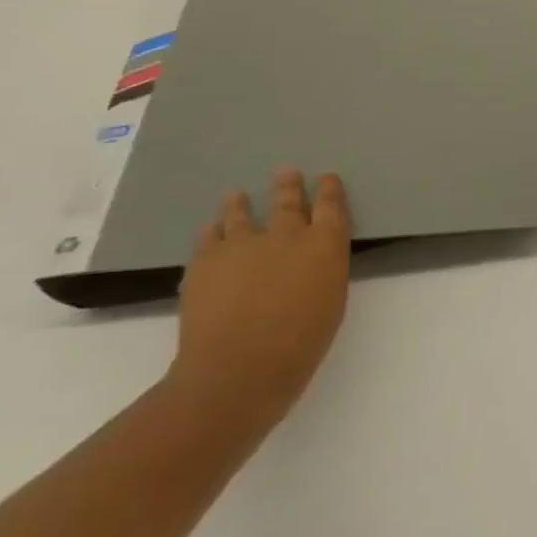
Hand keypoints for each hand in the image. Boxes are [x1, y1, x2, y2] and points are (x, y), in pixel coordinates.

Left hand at [164, 167, 351, 438]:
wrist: (239, 366)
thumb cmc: (302, 340)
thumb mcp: (331, 300)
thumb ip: (322, 270)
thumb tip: (311, 259)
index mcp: (325, 245)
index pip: (331, 206)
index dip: (329, 190)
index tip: (326, 177)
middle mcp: (286, 235)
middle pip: (287, 201)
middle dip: (289, 185)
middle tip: (286, 171)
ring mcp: (241, 245)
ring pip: (241, 214)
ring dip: (241, 203)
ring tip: (237, 195)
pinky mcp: (204, 261)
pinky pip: (210, 236)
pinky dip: (213, 230)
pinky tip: (211, 229)